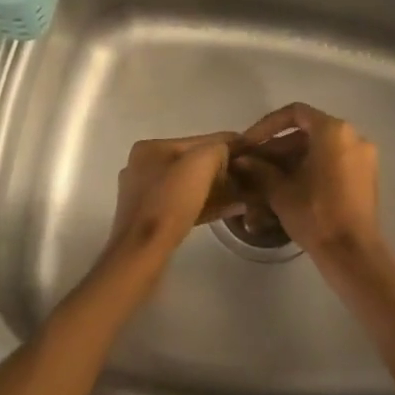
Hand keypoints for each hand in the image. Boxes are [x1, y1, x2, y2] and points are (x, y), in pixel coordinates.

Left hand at [92, 133, 241, 294]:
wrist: (142, 253)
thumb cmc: (170, 202)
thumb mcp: (201, 163)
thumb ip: (218, 148)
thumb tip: (227, 152)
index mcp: (151, 148)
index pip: (198, 141)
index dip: (227, 145)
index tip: (252, 152)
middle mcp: (143, 167)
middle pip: (192, 164)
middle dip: (221, 170)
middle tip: (249, 178)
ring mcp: (144, 195)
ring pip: (188, 186)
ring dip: (216, 189)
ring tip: (244, 195)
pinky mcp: (149, 220)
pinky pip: (184, 205)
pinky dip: (206, 205)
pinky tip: (230, 209)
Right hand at [232, 104, 385, 267]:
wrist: (353, 253)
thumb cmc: (316, 214)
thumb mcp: (280, 191)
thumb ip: (260, 169)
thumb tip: (242, 160)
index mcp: (333, 131)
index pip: (295, 113)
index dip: (268, 125)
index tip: (250, 143)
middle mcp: (353, 136)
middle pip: (308, 131)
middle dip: (279, 146)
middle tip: (255, 164)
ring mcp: (363, 156)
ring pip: (320, 148)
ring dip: (293, 158)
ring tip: (268, 177)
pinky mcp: (367, 176)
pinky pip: (334, 161)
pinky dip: (312, 167)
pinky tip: (291, 186)